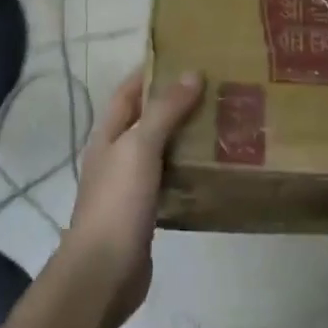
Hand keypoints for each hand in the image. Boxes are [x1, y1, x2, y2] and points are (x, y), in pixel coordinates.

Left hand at [64, 67, 204, 319]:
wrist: (104, 272)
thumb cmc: (118, 202)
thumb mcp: (140, 147)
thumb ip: (165, 111)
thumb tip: (192, 73)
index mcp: (108, 135)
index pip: (128, 92)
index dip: (150, 71)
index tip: (185, 55)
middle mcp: (117, 156)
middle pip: (147, 119)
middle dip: (176, 103)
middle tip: (216, 88)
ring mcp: (131, 186)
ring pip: (162, 150)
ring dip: (186, 136)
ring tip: (223, 120)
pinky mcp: (146, 211)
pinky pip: (171, 180)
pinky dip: (189, 170)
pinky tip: (214, 167)